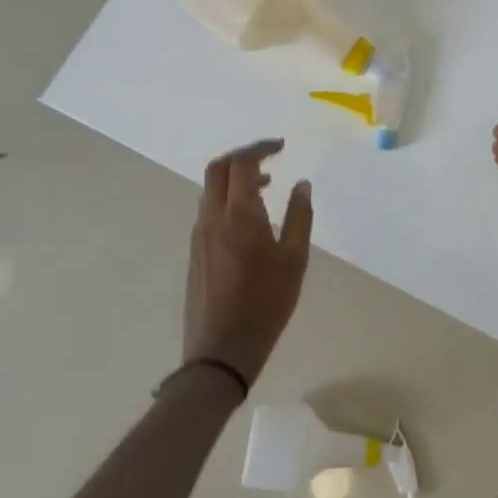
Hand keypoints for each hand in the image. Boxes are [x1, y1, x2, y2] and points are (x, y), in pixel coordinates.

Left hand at [184, 139, 312, 385]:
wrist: (220, 351)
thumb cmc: (265, 304)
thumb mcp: (295, 260)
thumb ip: (300, 217)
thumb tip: (301, 184)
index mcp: (239, 215)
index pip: (242, 163)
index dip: (261, 148)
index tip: (282, 146)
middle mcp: (213, 218)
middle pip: (218, 169)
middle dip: (243, 156)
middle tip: (270, 157)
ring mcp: (199, 236)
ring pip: (211, 190)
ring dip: (235, 179)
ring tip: (266, 187)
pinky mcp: (195, 253)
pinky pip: (209, 210)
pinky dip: (228, 199)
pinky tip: (251, 219)